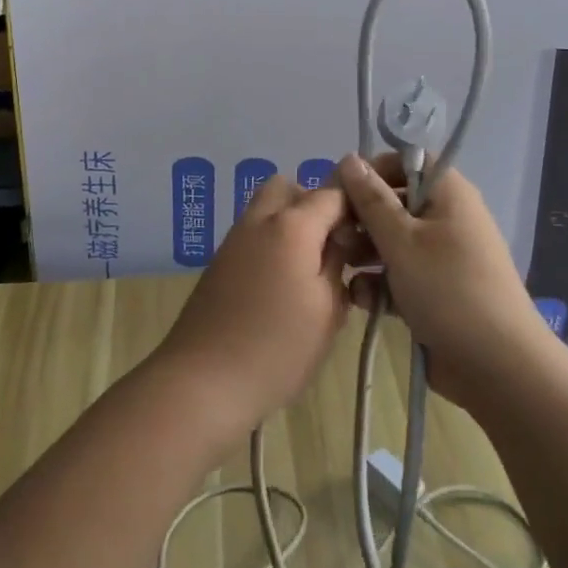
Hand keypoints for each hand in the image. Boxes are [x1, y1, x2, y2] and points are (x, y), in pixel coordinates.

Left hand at [152, 176, 350, 441]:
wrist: (203, 380)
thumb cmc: (276, 348)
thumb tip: (339, 241)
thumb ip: (338, 264)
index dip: (354, 210)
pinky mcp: (220, 260)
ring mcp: (235, 237)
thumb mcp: (327, 310)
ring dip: (291, 222)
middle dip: (315, 205)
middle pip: (291, 187)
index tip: (365, 242)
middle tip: (332, 247)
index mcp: (292, 225)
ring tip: (309, 269)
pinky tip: (282, 284)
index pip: (333, 193)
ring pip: (268, 206)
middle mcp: (260, 219)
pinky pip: (253, 231)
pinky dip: (272, 240)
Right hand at [335, 152, 550, 412]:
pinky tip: (362, 300)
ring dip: (365, 253)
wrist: (498, 367)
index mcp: (448, 194)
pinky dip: (381, 283)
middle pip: (395, 202)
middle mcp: (447, 218)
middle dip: (362, 218)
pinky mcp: (436, 292)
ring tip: (343, 270)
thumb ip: (371, 199)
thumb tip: (349, 158)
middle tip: (336, 237)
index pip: (407, 161)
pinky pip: (401, 275)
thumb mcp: (401, 240)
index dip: (374, 170)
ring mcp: (443, 257)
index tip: (341, 189)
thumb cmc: (447, 289)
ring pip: (393, 241)